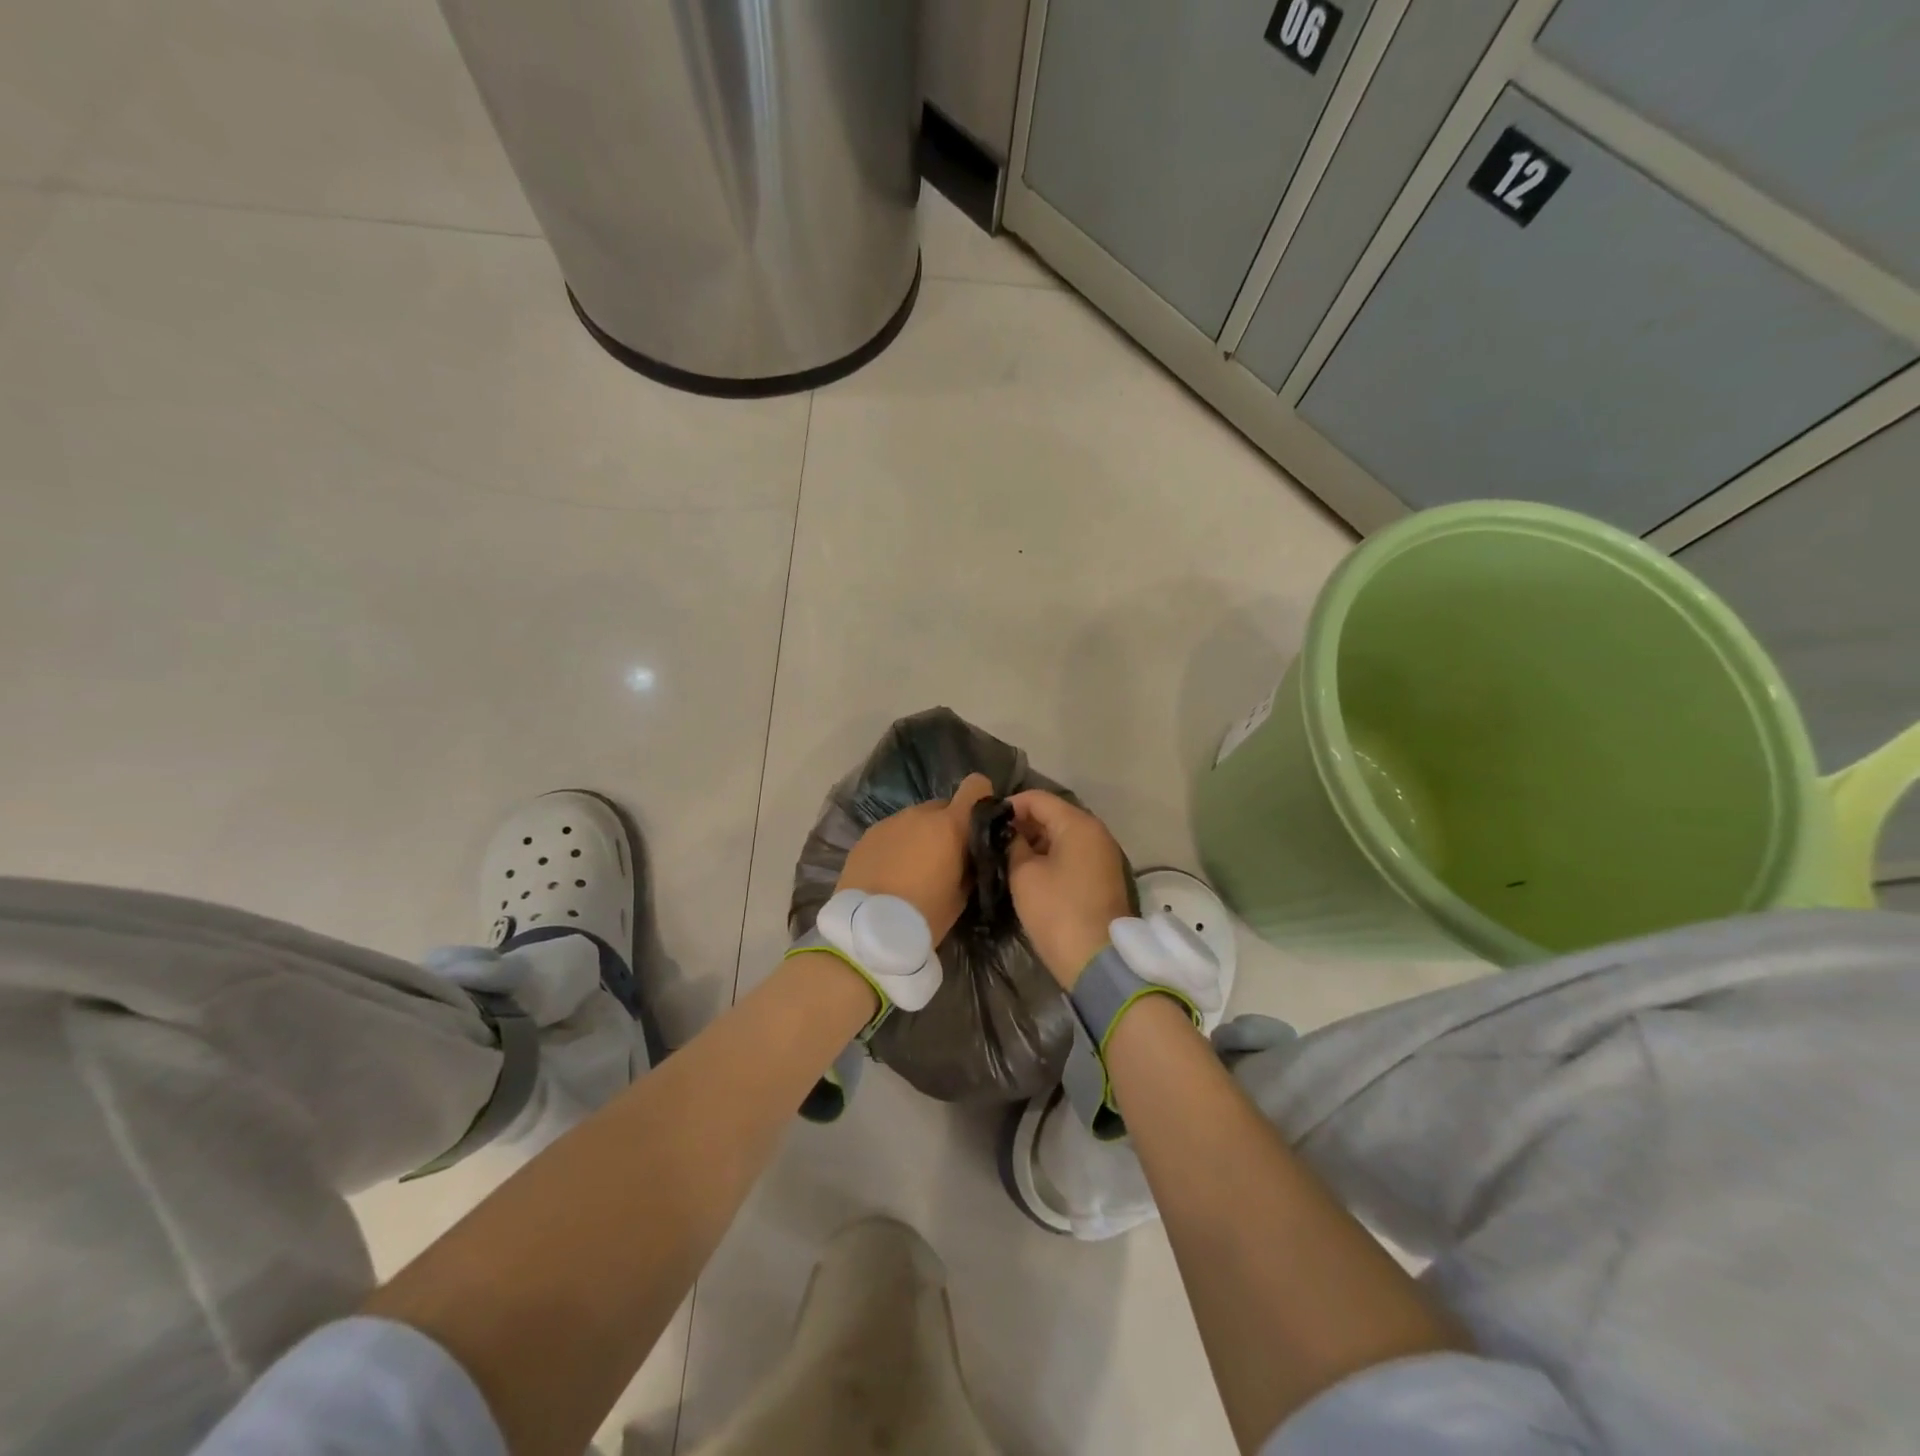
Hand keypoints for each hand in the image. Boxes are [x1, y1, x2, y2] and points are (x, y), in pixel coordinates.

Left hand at [836, 773, 994, 944]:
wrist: (868, 928)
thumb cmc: (925, 914)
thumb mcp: (961, 895)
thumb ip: (969, 864)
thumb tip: (970, 854)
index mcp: (950, 825)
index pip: (976, 786)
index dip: (980, 798)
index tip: (978, 821)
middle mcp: (920, 814)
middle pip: (943, 807)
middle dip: (947, 826)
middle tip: (944, 857)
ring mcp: (890, 821)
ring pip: (915, 819)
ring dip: (920, 835)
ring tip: (914, 868)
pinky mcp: (867, 834)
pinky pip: (892, 832)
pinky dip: (897, 845)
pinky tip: (891, 872)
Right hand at [1006, 790, 1131, 989]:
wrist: (1098, 960)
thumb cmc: (1057, 911)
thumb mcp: (1024, 875)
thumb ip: (1013, 846)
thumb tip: (1011, 834)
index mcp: (1078, 824)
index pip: (1038, 799)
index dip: (1009, 805)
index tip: (986, 821)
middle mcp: (1096, 832)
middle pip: (1054, 814)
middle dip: (1024, 824)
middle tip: (995, 841)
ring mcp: (1104, 855)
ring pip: (1064, 835)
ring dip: (1038, 842)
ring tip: (1009, 857)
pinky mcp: (1104, 877)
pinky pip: (1074, 854)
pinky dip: (1053, 856)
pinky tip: (1032, 872)